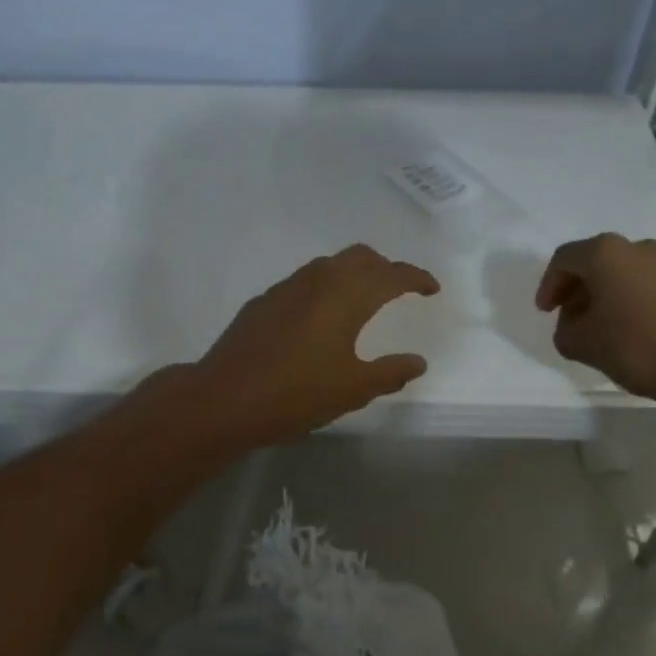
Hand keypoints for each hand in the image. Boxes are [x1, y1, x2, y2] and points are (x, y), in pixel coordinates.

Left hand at [193, 245, 440, 445]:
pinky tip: (318, 318)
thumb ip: (390, 373)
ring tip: (361, 301)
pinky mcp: (264, 301)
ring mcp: (286, 287)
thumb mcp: (352, 390)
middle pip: (360, 256)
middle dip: (384, 267)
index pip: (392, 274)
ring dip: (352, 273)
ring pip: (329, 264)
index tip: (431, 288)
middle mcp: (319, 280)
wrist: (224, 399)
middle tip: (398, 290)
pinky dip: (324, 287)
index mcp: (347, 296)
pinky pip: (304, 281)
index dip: (416, 277)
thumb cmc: (296, 394)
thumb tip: (418, 362)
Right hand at [534, 233, 655, 410]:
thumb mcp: (583, 344)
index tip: (546, 313)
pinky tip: (629, 332)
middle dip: (577, 291)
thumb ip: (565, 331)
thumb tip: (574, 325)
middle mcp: (637, 247)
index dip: (549, 286)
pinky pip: (645, 285)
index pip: (564, 259)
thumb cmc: (638, 346)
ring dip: (604, 297)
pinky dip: (629, 301)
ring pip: (622, 274)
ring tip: (599, 330)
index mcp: (605, 253)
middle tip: (569, 320)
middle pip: (595, 262)